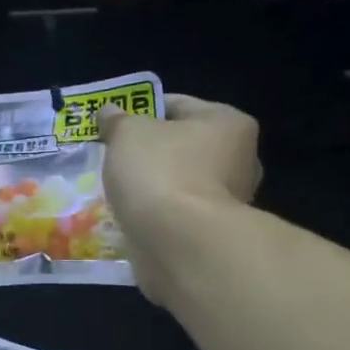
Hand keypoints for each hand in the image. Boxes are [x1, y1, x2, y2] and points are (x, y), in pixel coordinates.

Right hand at [101, 94, 262, 302]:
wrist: (179, 244)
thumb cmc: (160, 173)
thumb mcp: (128, 133)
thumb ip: (117, 121)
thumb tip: (109, 112)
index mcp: (228, 123)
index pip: (178, 105)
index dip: (142, 111)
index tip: (115, 126)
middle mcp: (240, 159)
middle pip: (183, 146)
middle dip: (151, 153)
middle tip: (116, 159)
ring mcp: (230, 201)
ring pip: (181, 183)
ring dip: (155, 187)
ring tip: (120, 191)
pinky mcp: (213, 234)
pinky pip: (178, 215)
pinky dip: (159, 216)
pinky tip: (134, 218)